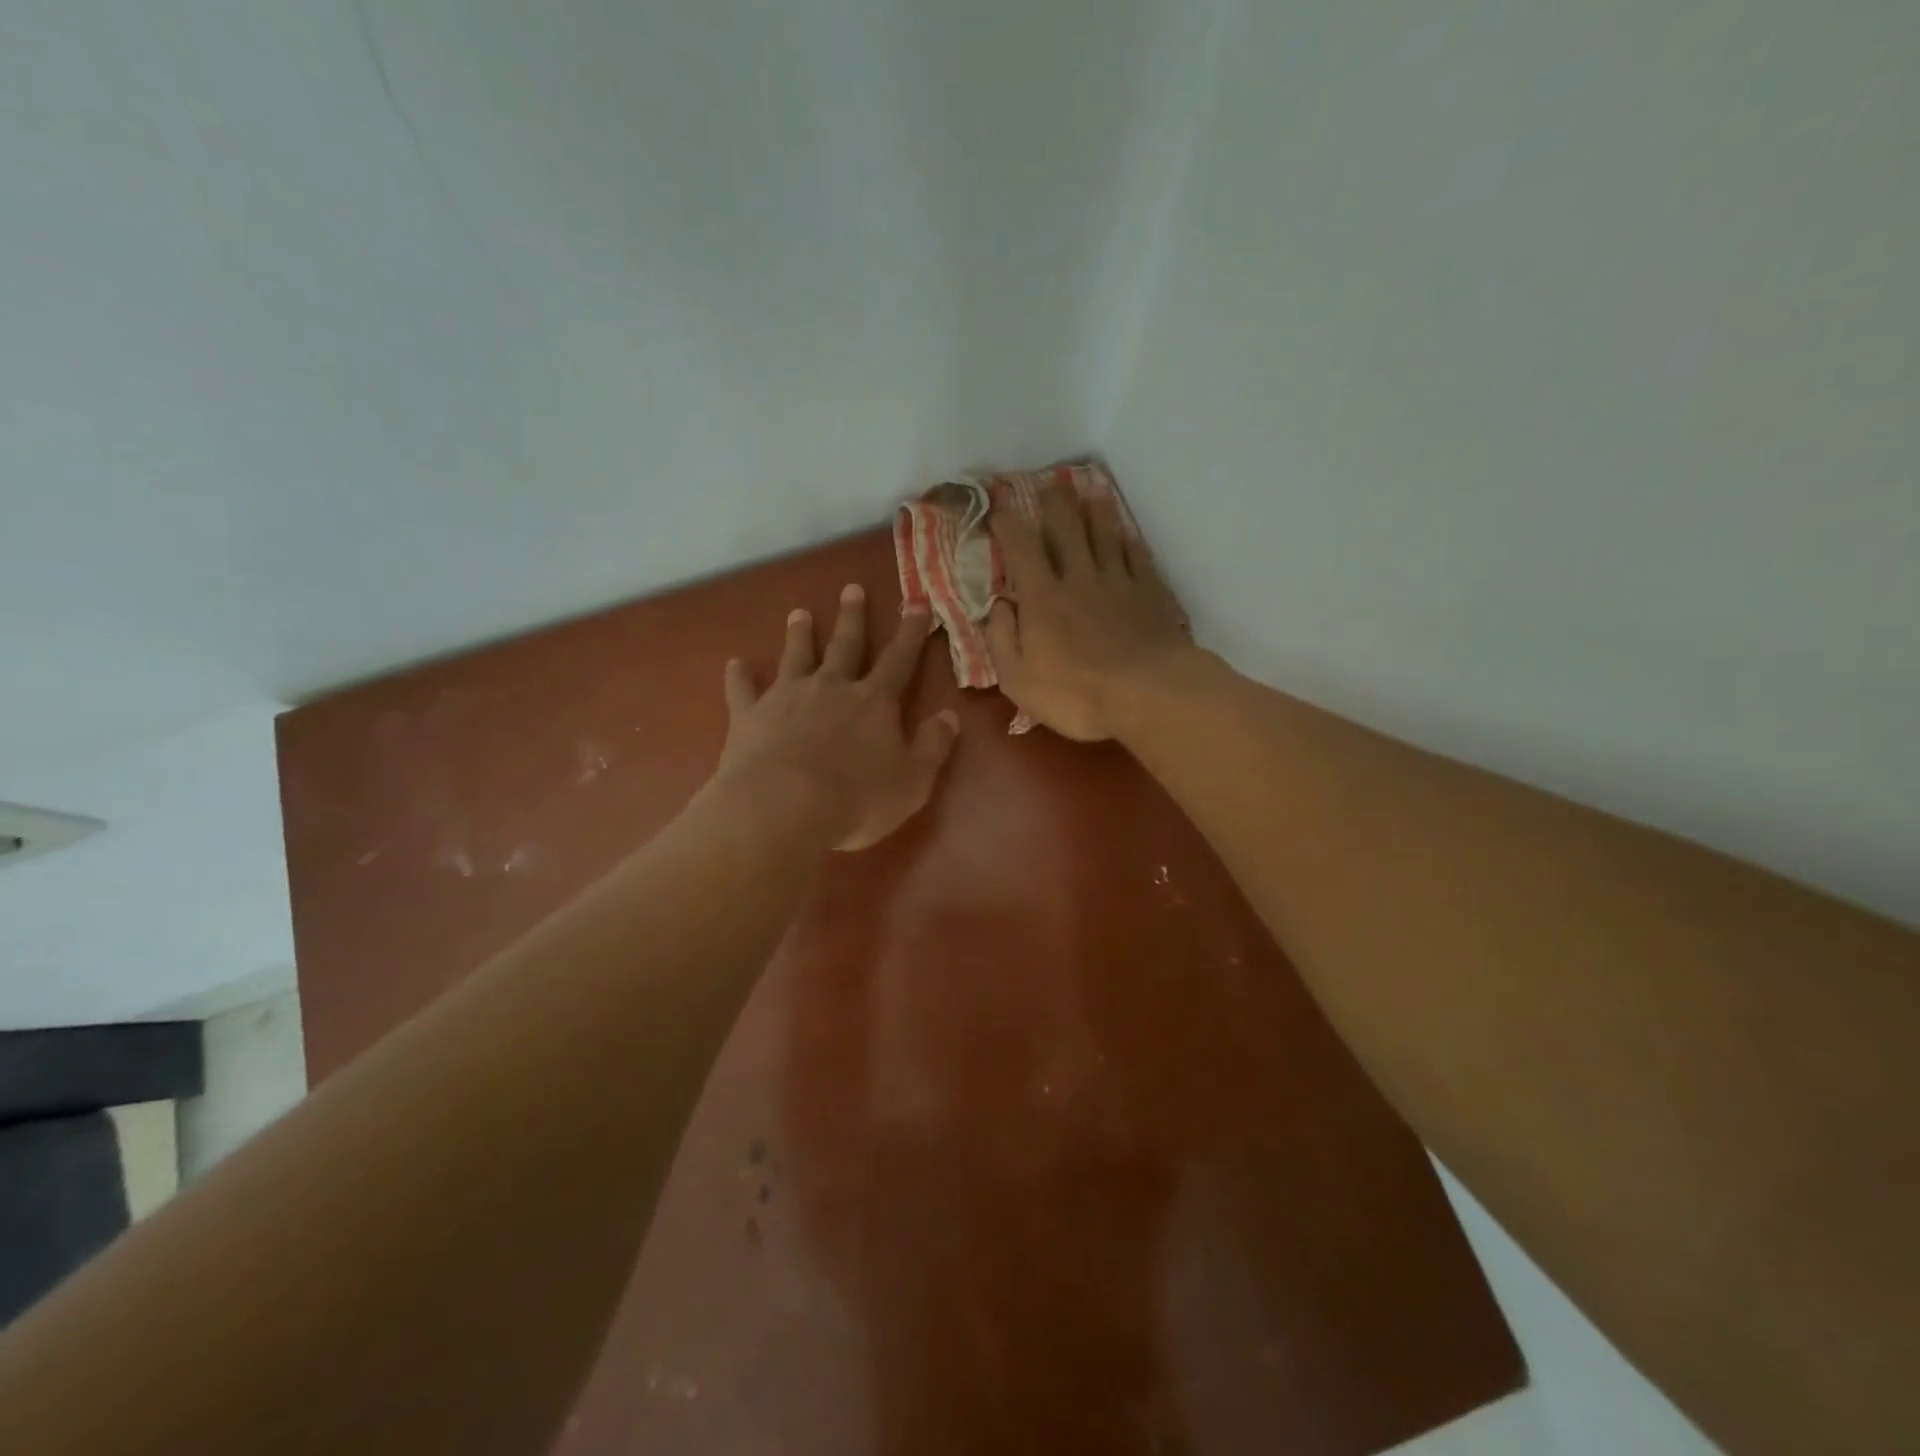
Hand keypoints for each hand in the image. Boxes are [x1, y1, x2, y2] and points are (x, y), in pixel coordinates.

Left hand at [714, 585, 958, 851]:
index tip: (916, 603)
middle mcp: (831, 687)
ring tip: (799, 613)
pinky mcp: (750, 715)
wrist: (783, 808)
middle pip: (845, 646)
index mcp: (873, 701)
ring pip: (795, 656)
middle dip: (852, 618)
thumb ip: (933, 746)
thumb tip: (950, 715)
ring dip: (799, 635)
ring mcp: (787, 697)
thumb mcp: (912, 781)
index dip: (910, 632)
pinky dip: (739, 676)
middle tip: (851, 589)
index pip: (899, 659)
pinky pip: (743, 690)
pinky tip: (734, 663)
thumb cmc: (856, 799)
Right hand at [984, 483, 1193, 741]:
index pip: (1021, 549)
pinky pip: (1137, 557)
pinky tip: (1127, 534)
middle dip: (1055, 504)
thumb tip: (998, 606)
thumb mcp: (1018, 680)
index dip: (1008, 525)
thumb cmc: (1076, 694)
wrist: (1148, 694)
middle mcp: (1079, 578)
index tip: (999, 508)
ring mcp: (1118, 582)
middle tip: (1051, 484)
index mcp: (1042, 598)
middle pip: (1067, 529)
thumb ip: (1002, 640)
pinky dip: (1129, 541)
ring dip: (1096, 511)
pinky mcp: (1150, 593)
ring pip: (1105, 535)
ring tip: (1092, 491)